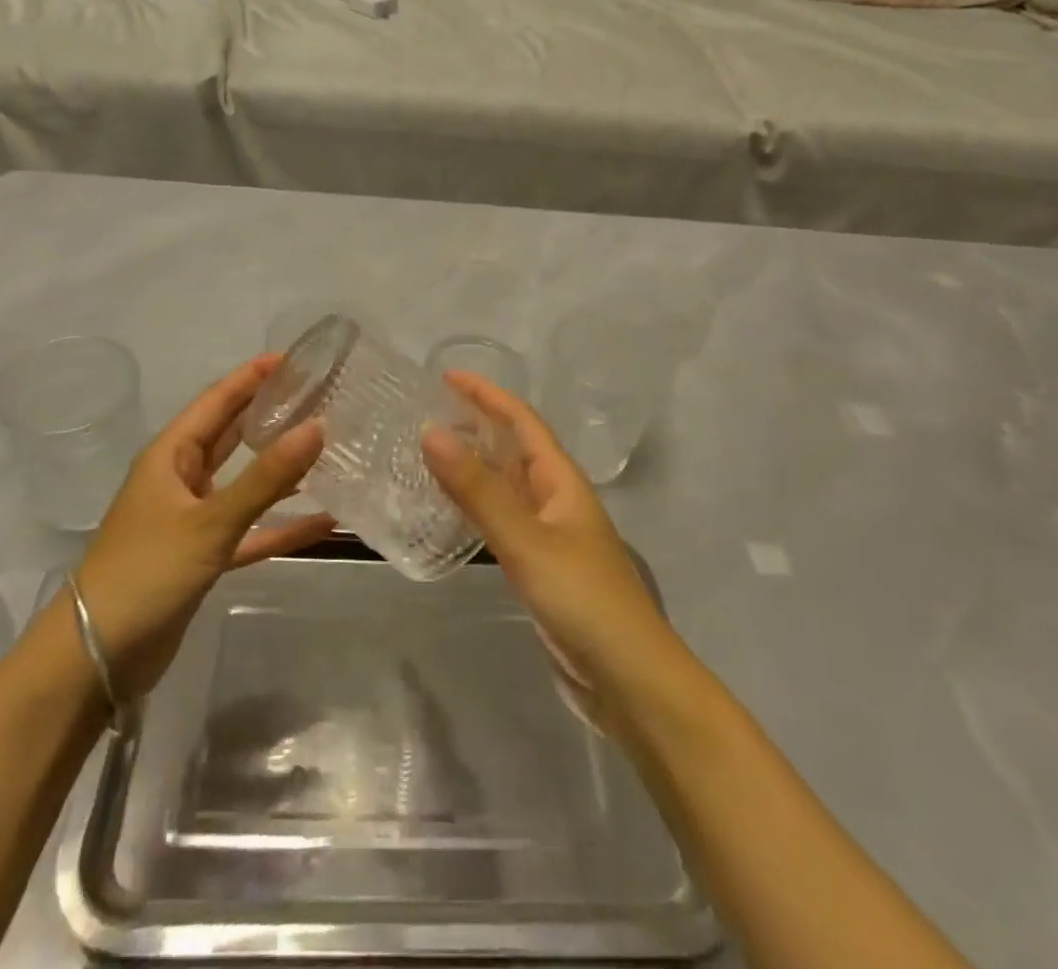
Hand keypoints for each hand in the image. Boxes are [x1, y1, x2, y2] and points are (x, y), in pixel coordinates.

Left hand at [73, 356, 330, 699]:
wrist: (95, 659)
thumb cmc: (146, 572)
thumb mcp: (209, 522)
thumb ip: (265, 478)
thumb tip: (318, 427)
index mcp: (171, 456)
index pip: (217, 401)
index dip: (252, 377)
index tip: (295, 358)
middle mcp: (181, 479)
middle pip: (230, 434)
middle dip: (269, 414)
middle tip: (318, 396)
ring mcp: (191, 519)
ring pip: (243, 481)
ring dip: (279, 467)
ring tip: (325, 446)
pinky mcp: (203, 556)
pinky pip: (250, 530)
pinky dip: (280, 524)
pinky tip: (323, 520)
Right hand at [422, 373, 674, 709]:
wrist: (628, 680)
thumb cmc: (583, 600)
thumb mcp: (526, 541)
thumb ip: (478, 490)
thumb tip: (431, 431)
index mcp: (561, 480)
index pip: (521, 421)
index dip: (487, 394)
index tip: (446, 376)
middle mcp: (556, 499)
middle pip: (514, 447)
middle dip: (478, 423)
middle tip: (429, 411)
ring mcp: (550, 534)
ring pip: (507, 485)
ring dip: (474, 464)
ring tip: (430, 452)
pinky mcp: (541, 567)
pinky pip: (502, 520)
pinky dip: (476, 506)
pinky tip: (452, 512)